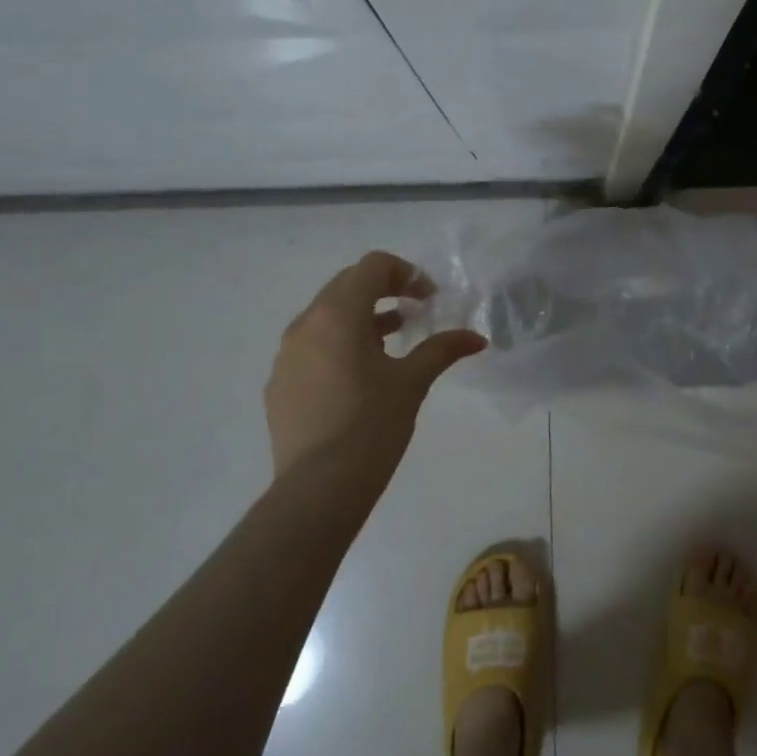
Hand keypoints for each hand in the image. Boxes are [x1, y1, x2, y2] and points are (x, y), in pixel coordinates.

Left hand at [263, 251, 485, 487]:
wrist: (317, 489)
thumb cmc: (371, 426)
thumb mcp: (412, 382)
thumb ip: (442, 350)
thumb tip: (477, 338)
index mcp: (338, 315)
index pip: (372, 266)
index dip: (406, 273)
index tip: (428, 299)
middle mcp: (305, 324)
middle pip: (347, 284)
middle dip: (384, 290)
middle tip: (415, 312)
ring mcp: (286, 354)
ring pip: (327, 315)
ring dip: (362, 316)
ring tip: (392, 340)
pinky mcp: (279, 382)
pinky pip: (311, 344)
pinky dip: (339, 342)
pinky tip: (360, 375)